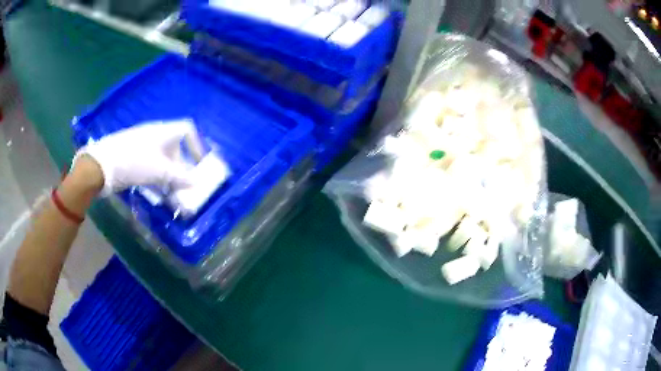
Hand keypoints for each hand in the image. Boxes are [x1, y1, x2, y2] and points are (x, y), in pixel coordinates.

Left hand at [76, 119, 196, 195]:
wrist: (101, 165)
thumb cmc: (134, 162)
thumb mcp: (160, 171)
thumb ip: (180, 178)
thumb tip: (196, 183)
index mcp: (163, 132)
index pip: (187, 130)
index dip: (196, 144)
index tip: (199, 163)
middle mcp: (154, 136)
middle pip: (175, 148)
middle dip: (182, 167)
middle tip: (185, 185)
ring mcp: (142, 147)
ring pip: (162, 161)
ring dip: (170, 177)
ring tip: (172, 196)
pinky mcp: (132, 159)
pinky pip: (150, 168)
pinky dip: (157, 180)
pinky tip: (158, 195)